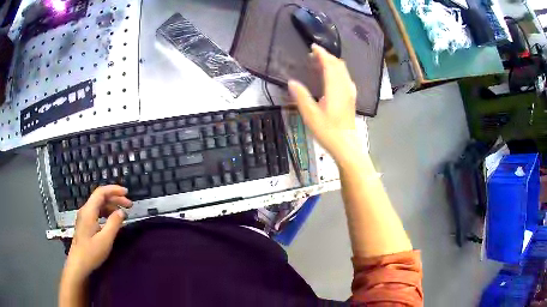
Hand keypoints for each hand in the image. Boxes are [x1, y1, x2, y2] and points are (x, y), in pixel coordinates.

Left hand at [62, 185, 131, 282]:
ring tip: (123, 213)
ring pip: (99, 204)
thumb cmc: (91, 252)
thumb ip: (114, 224)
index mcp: (89, 211)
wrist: (78, 264)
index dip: (114, 190)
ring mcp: (84, 217)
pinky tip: (113, 220)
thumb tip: (122, 212)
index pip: (101, 192)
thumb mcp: (105, 240)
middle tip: (129, 205)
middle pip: (100, 197)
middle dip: (115, 198)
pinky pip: (97, 212)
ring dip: (111, 205)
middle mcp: (85, 210)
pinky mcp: (85, 223)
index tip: (127, 192)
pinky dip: (107, 212)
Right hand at [288, 44, 358, 162]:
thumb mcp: (310, 114)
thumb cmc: (327, 130)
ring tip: (320, 63)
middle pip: (338, 65)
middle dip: (326, 56)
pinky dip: (338, 72)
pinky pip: (345, 78)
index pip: (329, 64)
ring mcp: (350, 92)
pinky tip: (331, 78)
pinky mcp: (351, 98)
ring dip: (332, 63)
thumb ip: (301, 96)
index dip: (322, 53)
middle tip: (313, 55)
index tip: (313, 47)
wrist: (345, 144)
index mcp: (334, 88)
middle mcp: (344, 86)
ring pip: (343, 71)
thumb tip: (291, 81)